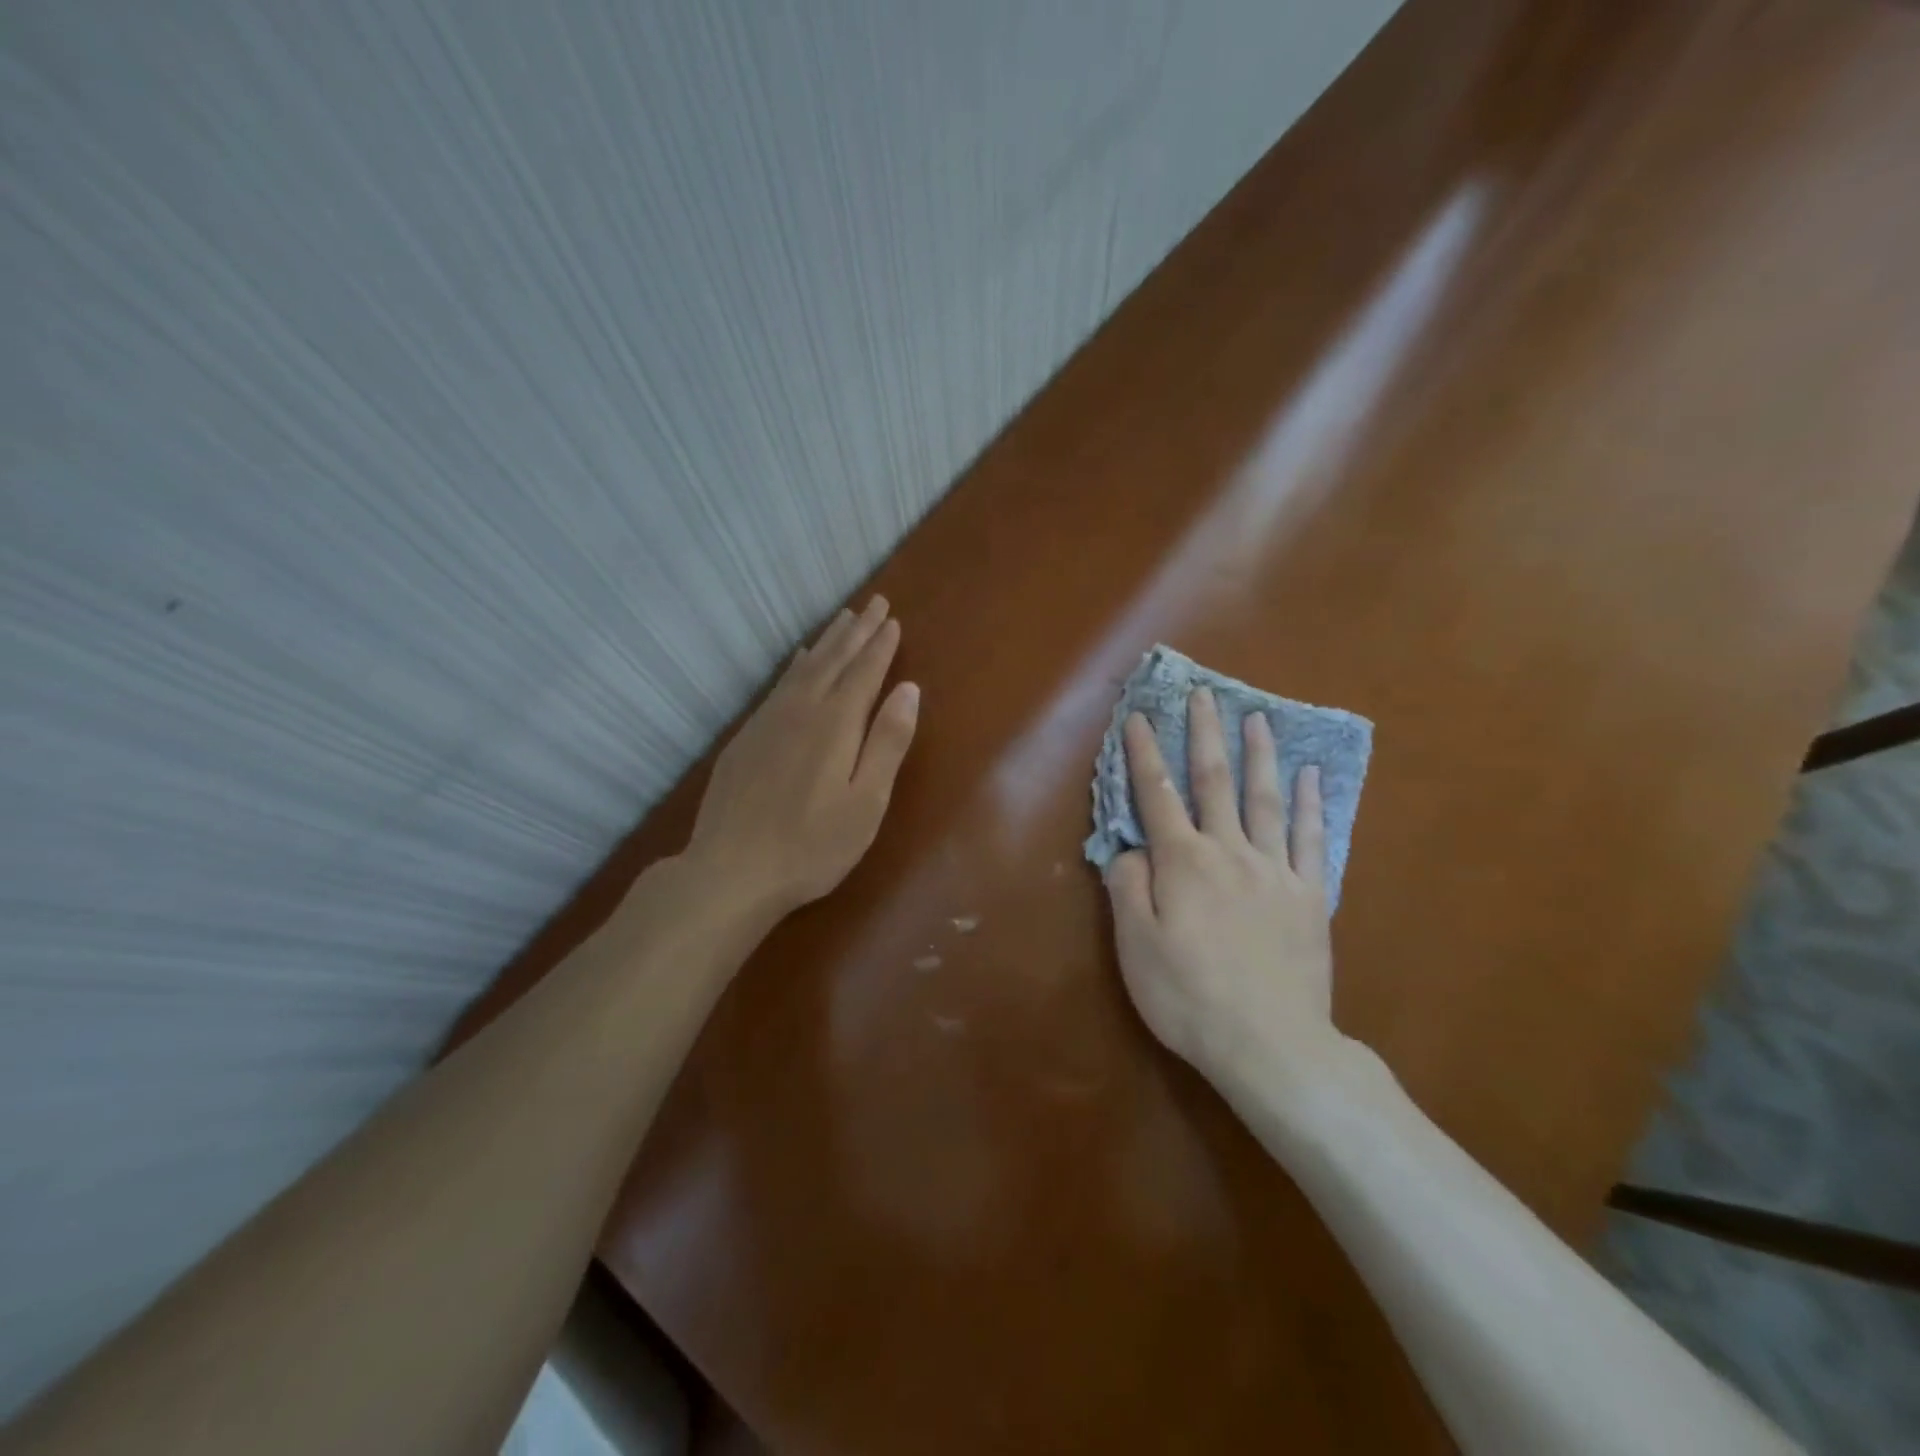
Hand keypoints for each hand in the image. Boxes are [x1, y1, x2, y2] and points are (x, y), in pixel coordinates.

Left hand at [685, 596, 918, 918]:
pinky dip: (796, 664)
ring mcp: (769, 721)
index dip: (881, 646)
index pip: (864, 672)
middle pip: (834, 660)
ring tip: (844, 618)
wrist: (731, 870)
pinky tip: (799, 659)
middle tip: (874, 604)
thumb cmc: (812, 845)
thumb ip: (888, 741)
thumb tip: (909, 688)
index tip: (893, 619)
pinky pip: (778, 684)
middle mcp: (802, 710)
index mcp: (836, 724)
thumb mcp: (866, 801)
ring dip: (828, 641)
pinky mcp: (747, 736)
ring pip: (804, 667)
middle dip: (857, 631)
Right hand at [1104, 687, 1349, 1094]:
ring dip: (1258, 755)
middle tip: (1205, 695)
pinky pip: (1311, 839)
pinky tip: (1313, 777)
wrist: (1272, 1045)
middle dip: (1205, 735)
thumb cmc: (1190, 997)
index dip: (1144, 754)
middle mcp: (1229, 852)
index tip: (1137, 716)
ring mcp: (1275, 871)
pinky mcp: (1309, 896)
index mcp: (1183, 863)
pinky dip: (1311, 804)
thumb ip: (1128, 888)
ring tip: (1258, 718)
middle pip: (1214, 782)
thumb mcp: (1136, 947)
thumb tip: (1129, 848)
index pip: (1157, 795)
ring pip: (1265, 799)